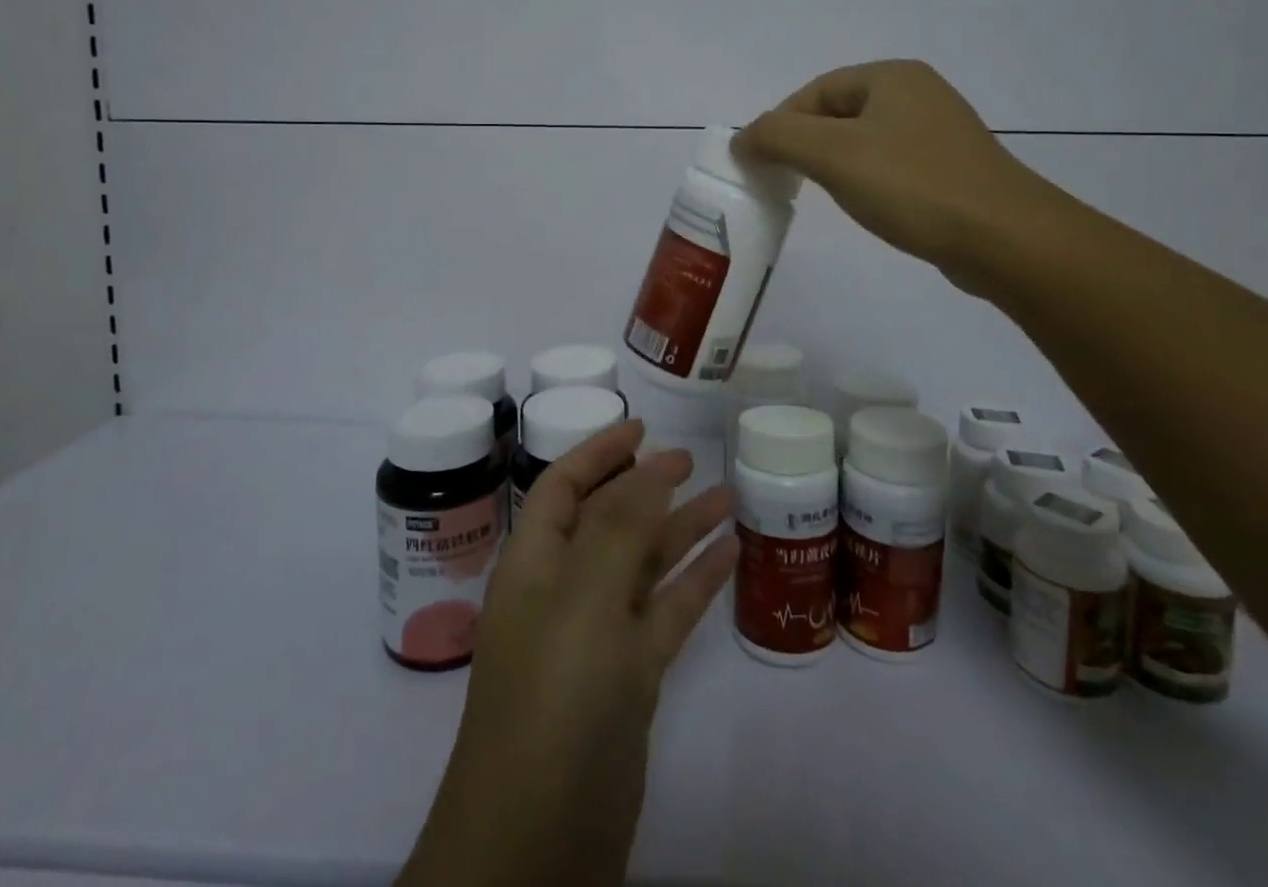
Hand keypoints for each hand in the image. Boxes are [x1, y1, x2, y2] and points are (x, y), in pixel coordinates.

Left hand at [398, 419, 737, 886]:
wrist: (540, 843)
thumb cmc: (554, 697)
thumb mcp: (584, 597)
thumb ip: (619, 524)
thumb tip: (652, 464)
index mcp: (535, 563)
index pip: (564, 485)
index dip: (599, 450)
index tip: (641, 425)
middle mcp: (564, 590)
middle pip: (608, 519)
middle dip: (646, 484)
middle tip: (692, 459)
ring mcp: (598, 636)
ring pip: (643, 563)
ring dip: (682, 528)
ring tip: (729, 496)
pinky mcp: (630, 678)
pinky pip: (666, 611)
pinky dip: (696, 580)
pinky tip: (732, 554)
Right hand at [733, 59, 1052, 298]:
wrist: (1005, 239)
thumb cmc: (913, 185)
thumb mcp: (832, 155)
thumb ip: (777, 137)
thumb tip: (741, 139)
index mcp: (891, 76)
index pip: (814, 91)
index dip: (780, 124)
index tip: (761, 164)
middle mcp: (918, 93)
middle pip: (838, 114)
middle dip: (805, 145)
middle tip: (786, 182)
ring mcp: (939, 131)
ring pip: (864, 141)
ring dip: (834, 164)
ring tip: (823, 196)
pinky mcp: (951, 168)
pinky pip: (892, 165)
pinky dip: (867, 181)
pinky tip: (868, 207)